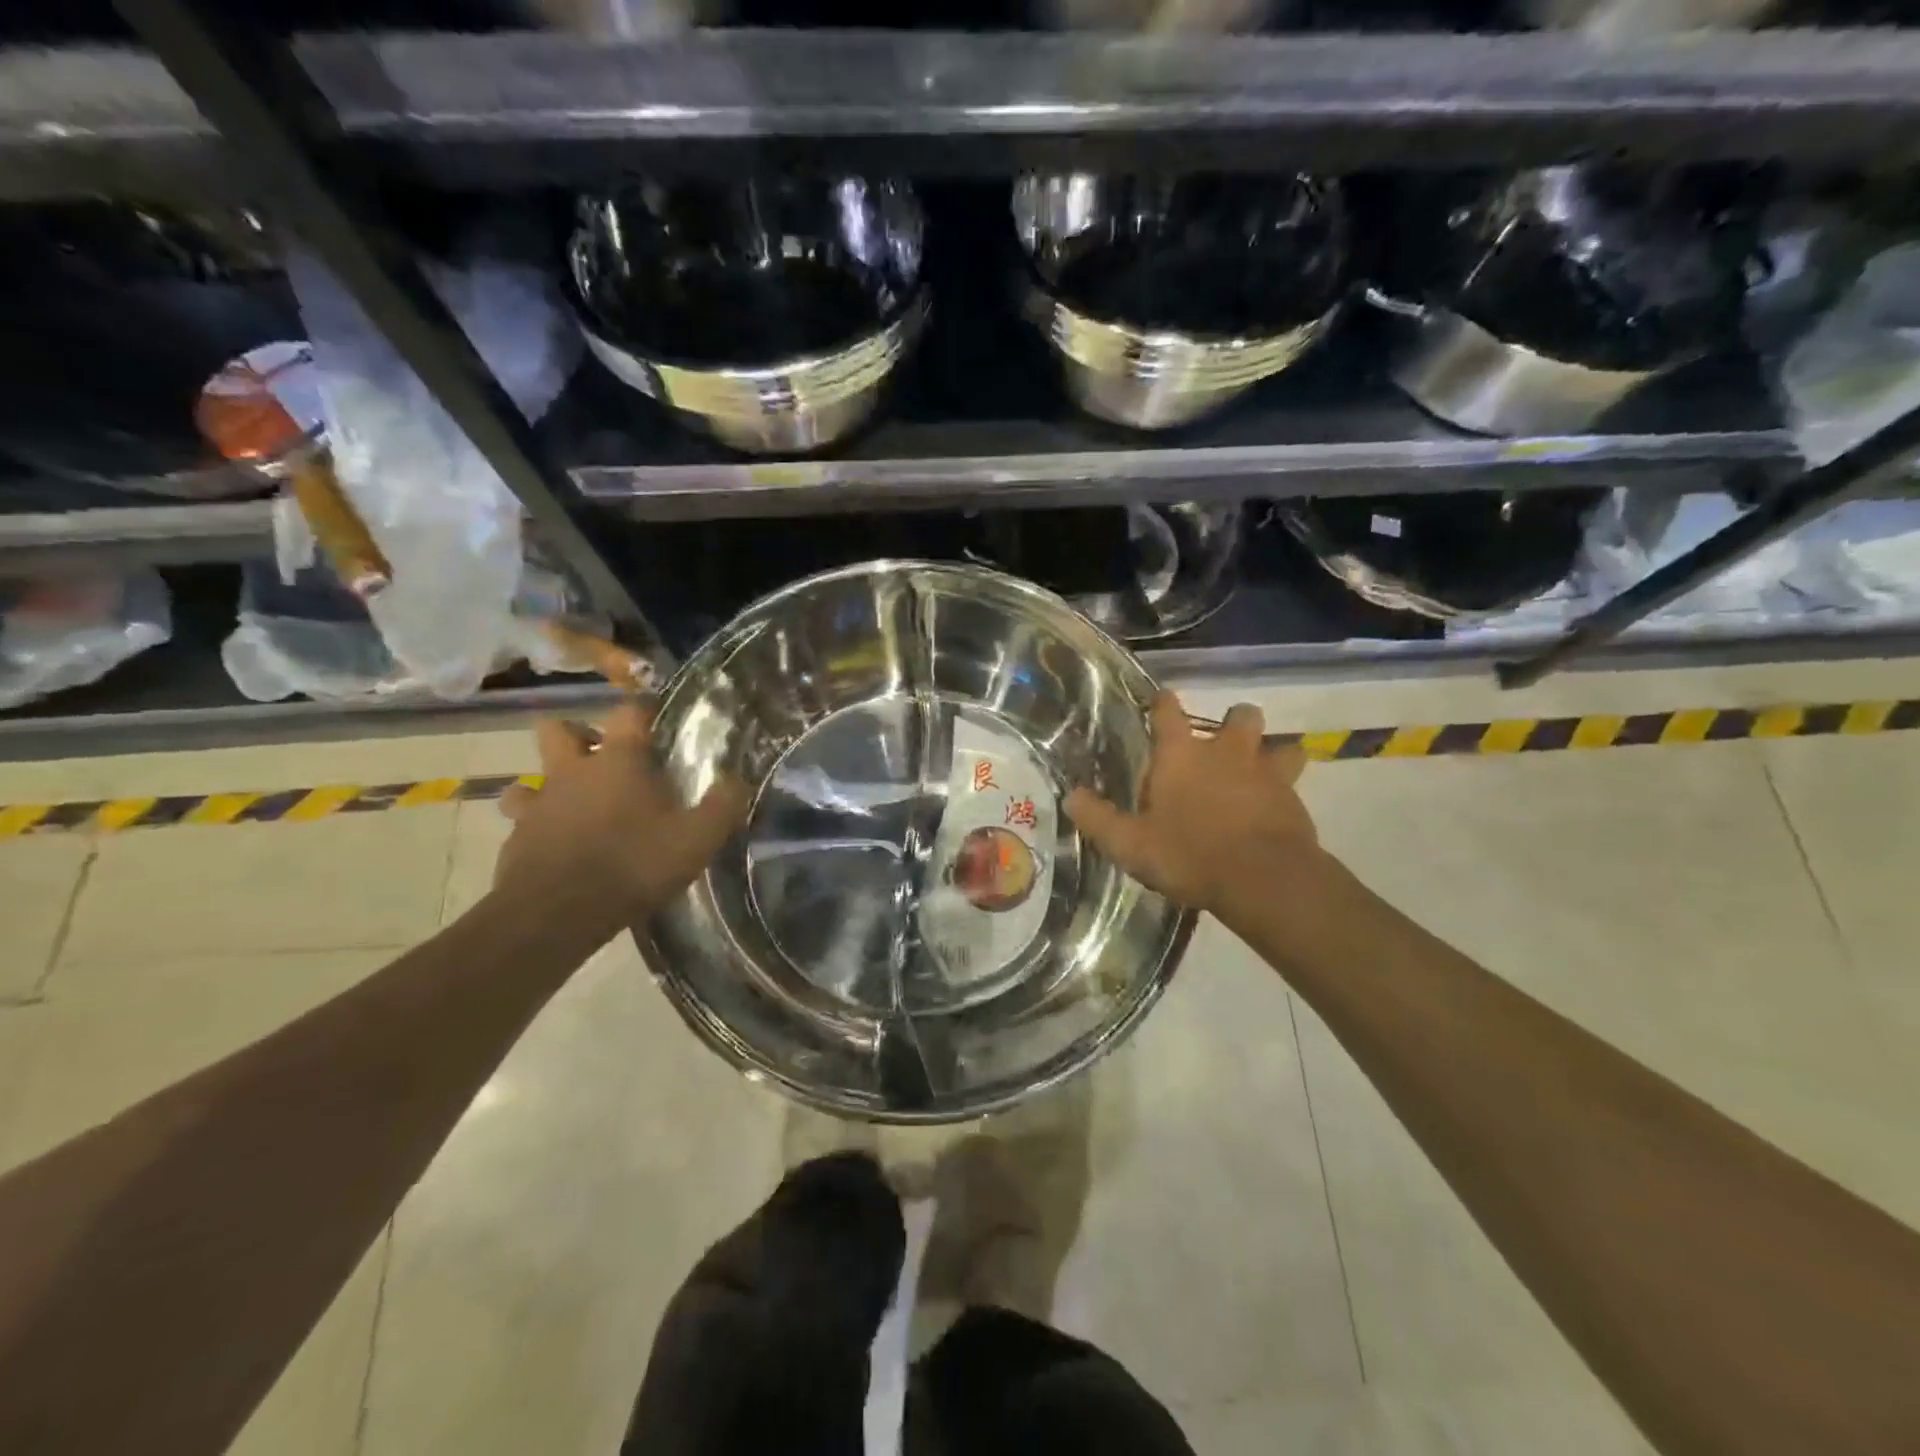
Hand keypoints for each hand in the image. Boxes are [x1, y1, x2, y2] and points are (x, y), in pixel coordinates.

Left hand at [492, 702, 749, 930]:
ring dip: (549, 786)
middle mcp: (572, 771)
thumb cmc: (634, 864)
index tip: (657, 720)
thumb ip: (723, 805)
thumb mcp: (697, 838)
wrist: (557, 914)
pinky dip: (538, 828)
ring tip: (574, 806)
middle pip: (558, 730)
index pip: (629, 712)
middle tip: (603, 758)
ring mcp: (538, 804)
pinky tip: (558, 847)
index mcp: (619, 760)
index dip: (643, 710)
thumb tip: (738, 780)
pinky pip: (523, 822)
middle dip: (578, 737)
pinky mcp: (516, 840)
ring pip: (530, 778)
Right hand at [1065, 693, 1319, 917]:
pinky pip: (1293, 782)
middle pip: (1240, 715)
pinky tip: (1276, 809)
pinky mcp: (1294, 799)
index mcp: (1181, 756)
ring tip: (1259, 772)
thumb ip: (1099, 819)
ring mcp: (1266, 772)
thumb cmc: (1188, 854)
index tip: (1161, 699)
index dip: (1163, 702)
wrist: (1263, 879)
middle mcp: (1226, 752)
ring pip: (1279, 744)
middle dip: (1233, 722)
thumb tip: (1071, 797)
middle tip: (1222, 745)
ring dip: (1270, 752)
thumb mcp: (1130, 844)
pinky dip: (1285, 790)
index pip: (1168, 712)